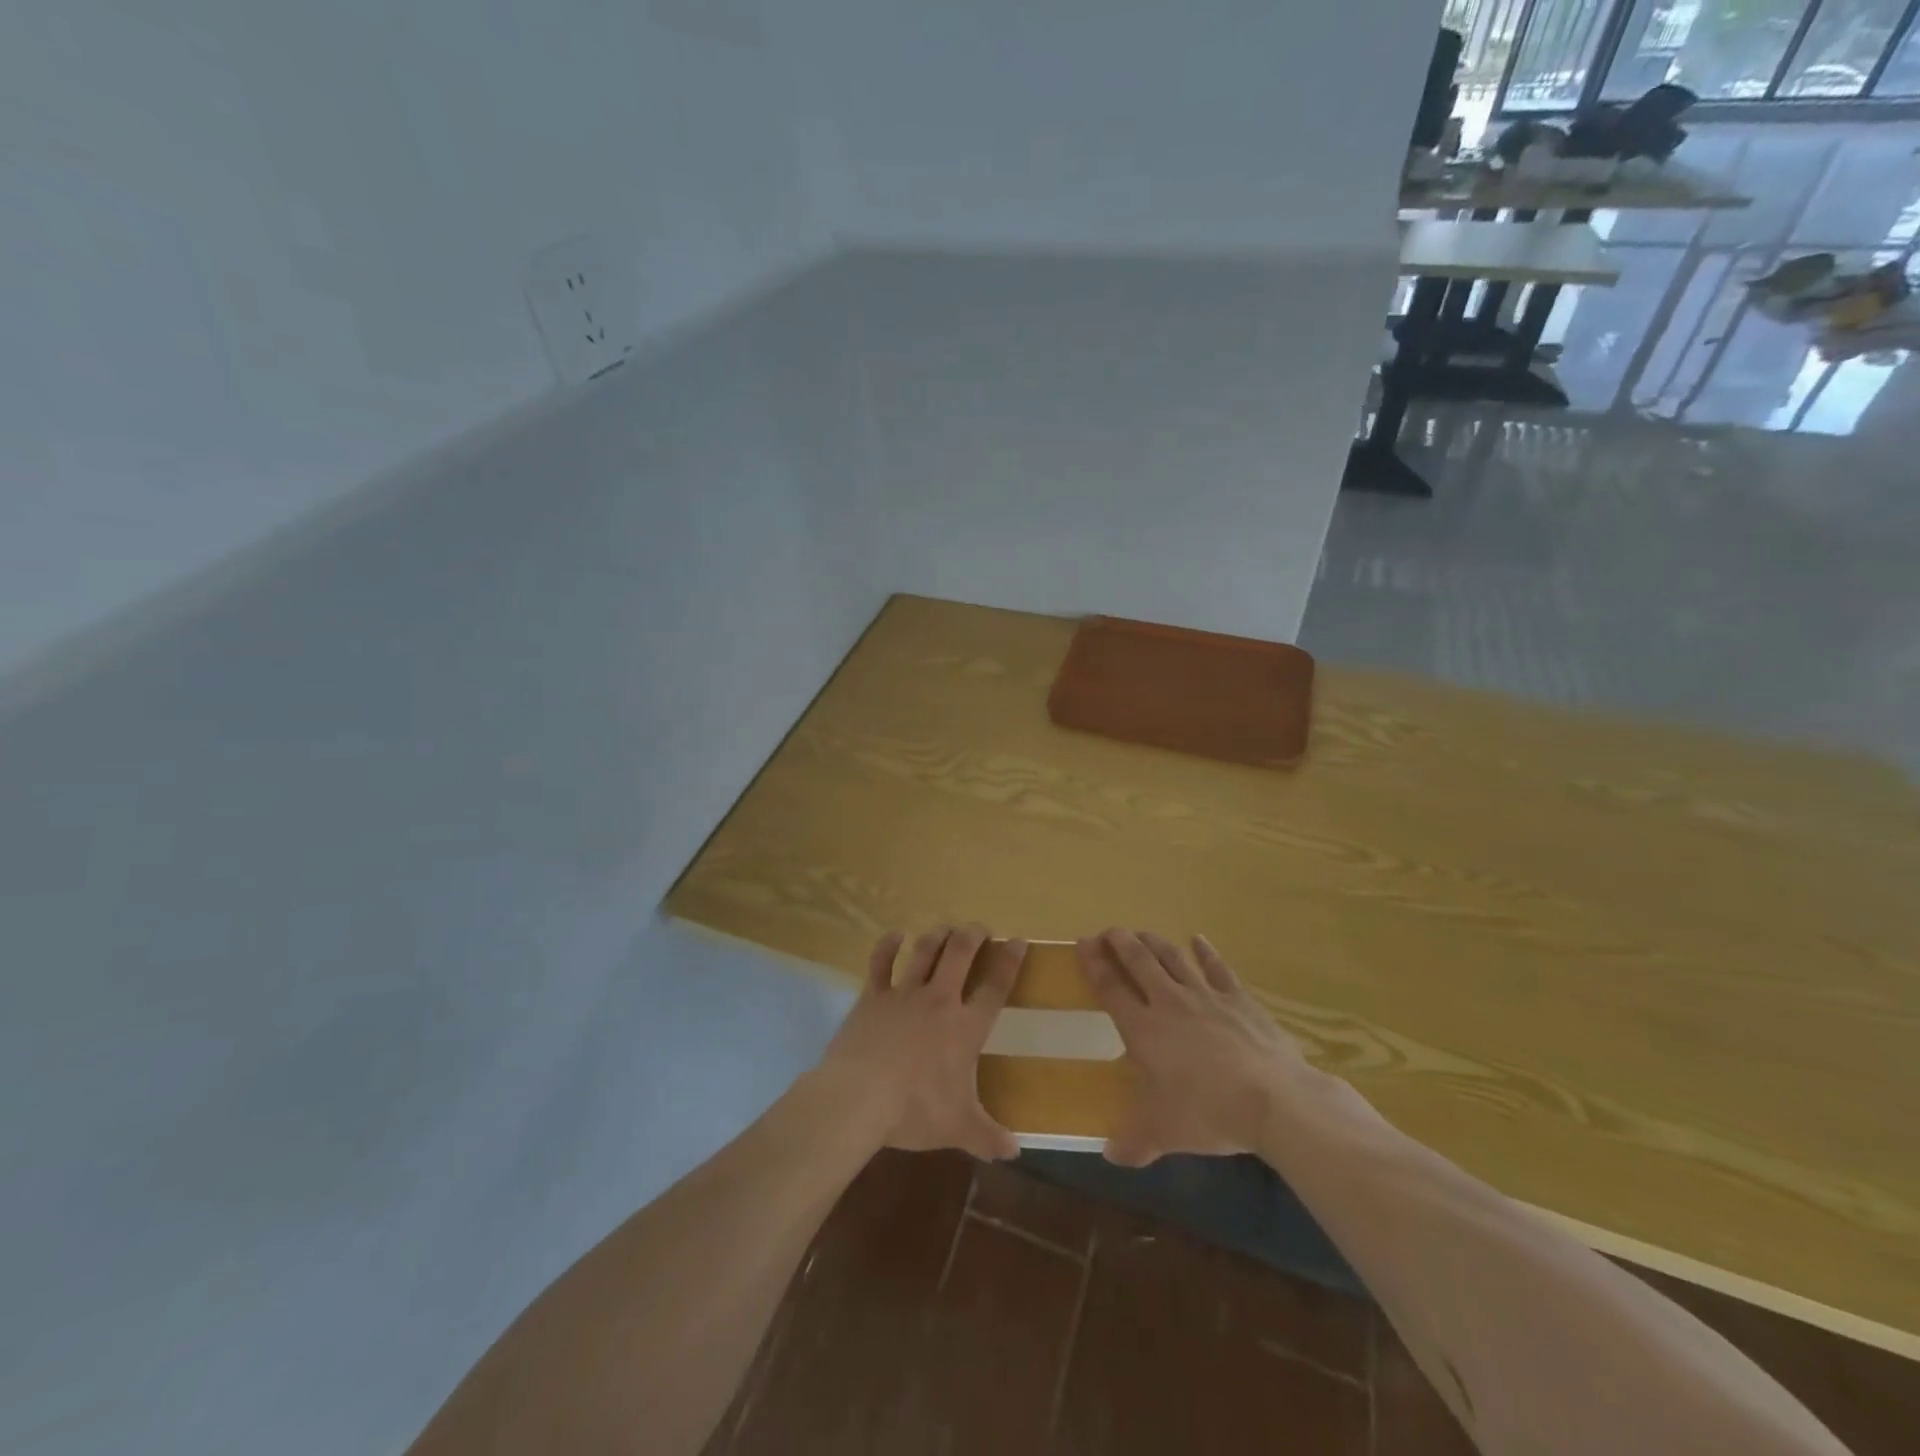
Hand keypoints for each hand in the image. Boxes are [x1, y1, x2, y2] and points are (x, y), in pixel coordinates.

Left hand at [814, 924, 1026, 1161]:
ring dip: (938, 935)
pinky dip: (887, 945)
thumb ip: (988, 1137)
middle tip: (980, 928)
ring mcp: (904, 994)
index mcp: (965, 1028)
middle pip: (960, 954)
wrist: (859, 1097)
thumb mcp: (958, 1128)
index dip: (1009, 962)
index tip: (1018, 941)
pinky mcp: (873, 996)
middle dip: (973, 935)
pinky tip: (894, 935)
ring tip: (947, 928)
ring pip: (925, 951)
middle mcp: (939, 1001)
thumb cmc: (914, 1110)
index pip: (995, 987)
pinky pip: (880, 962)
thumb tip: (1016, 1152)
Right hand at [1078, 928, 1311, 1166]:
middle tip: (1109, 931)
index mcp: (1144, 1029)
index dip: (1094, 964)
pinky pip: (1217, 968)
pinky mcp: (1238, 999)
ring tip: (1142, 932)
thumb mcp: (1164, 1132)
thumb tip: (1110, 1155)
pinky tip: (1198, 939)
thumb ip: (1134, 1141)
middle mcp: (1169, 1003)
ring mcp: (1206, 996)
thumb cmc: (1208, 1112)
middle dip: (1121, 942)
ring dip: (1154, 942)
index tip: (1082, 942)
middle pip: (1139, 962)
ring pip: (1173, 958)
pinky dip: (1206, 952)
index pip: (1111, 988)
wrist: (1272, 1099)